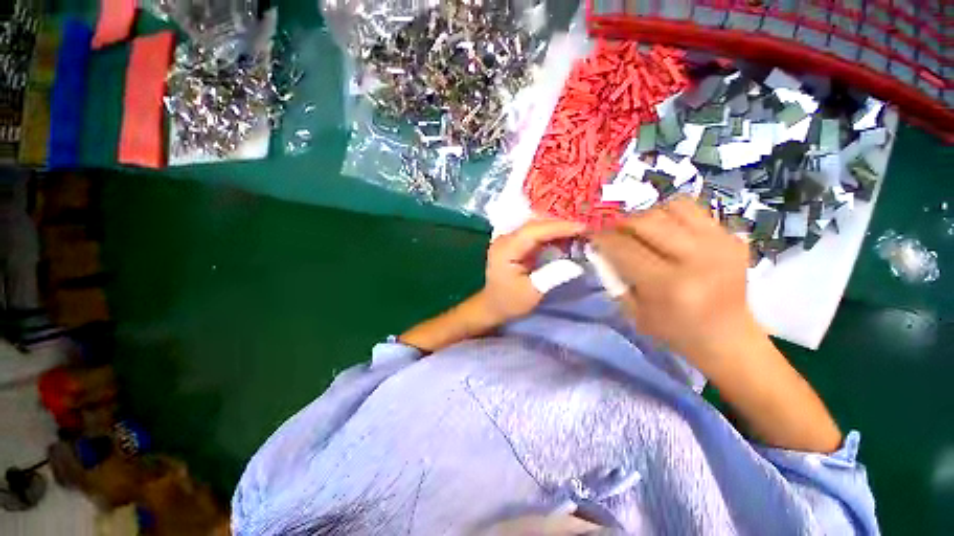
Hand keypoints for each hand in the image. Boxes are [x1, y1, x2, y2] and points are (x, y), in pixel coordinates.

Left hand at [480, 219, 585, 323]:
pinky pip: (535, 233)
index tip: (582, 227)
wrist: (493, 305)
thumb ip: (552, 275)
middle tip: (586, 229)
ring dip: (557, 228)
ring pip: (536, 226)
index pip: (533, 230)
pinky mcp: (514, 243)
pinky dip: (551, 234)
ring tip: (579, 233)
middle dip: (560, 225)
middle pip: (535, 224)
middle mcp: (505, 239)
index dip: (558, 227)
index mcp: (505, 249)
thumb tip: (576, 263)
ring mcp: (509, 239)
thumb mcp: (532, 293)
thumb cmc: (510, 301)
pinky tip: (565, 238)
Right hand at [592, 197, 763, 369]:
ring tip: (640, 229)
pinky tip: (666, 230)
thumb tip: (601, 247)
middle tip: (612, 231)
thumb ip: (615, 276)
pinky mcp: (732, 237)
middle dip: (621, 223)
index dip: (602, 238)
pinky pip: (693, 210)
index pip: (624, 248)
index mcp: (668, 285)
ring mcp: (719, 243)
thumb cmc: (673, 330)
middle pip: (646, 221)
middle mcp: (696, 258)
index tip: (591, 235)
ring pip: (671, 207)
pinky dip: (671, 215)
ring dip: (647, 216)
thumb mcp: (633, 310)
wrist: (727, 336)